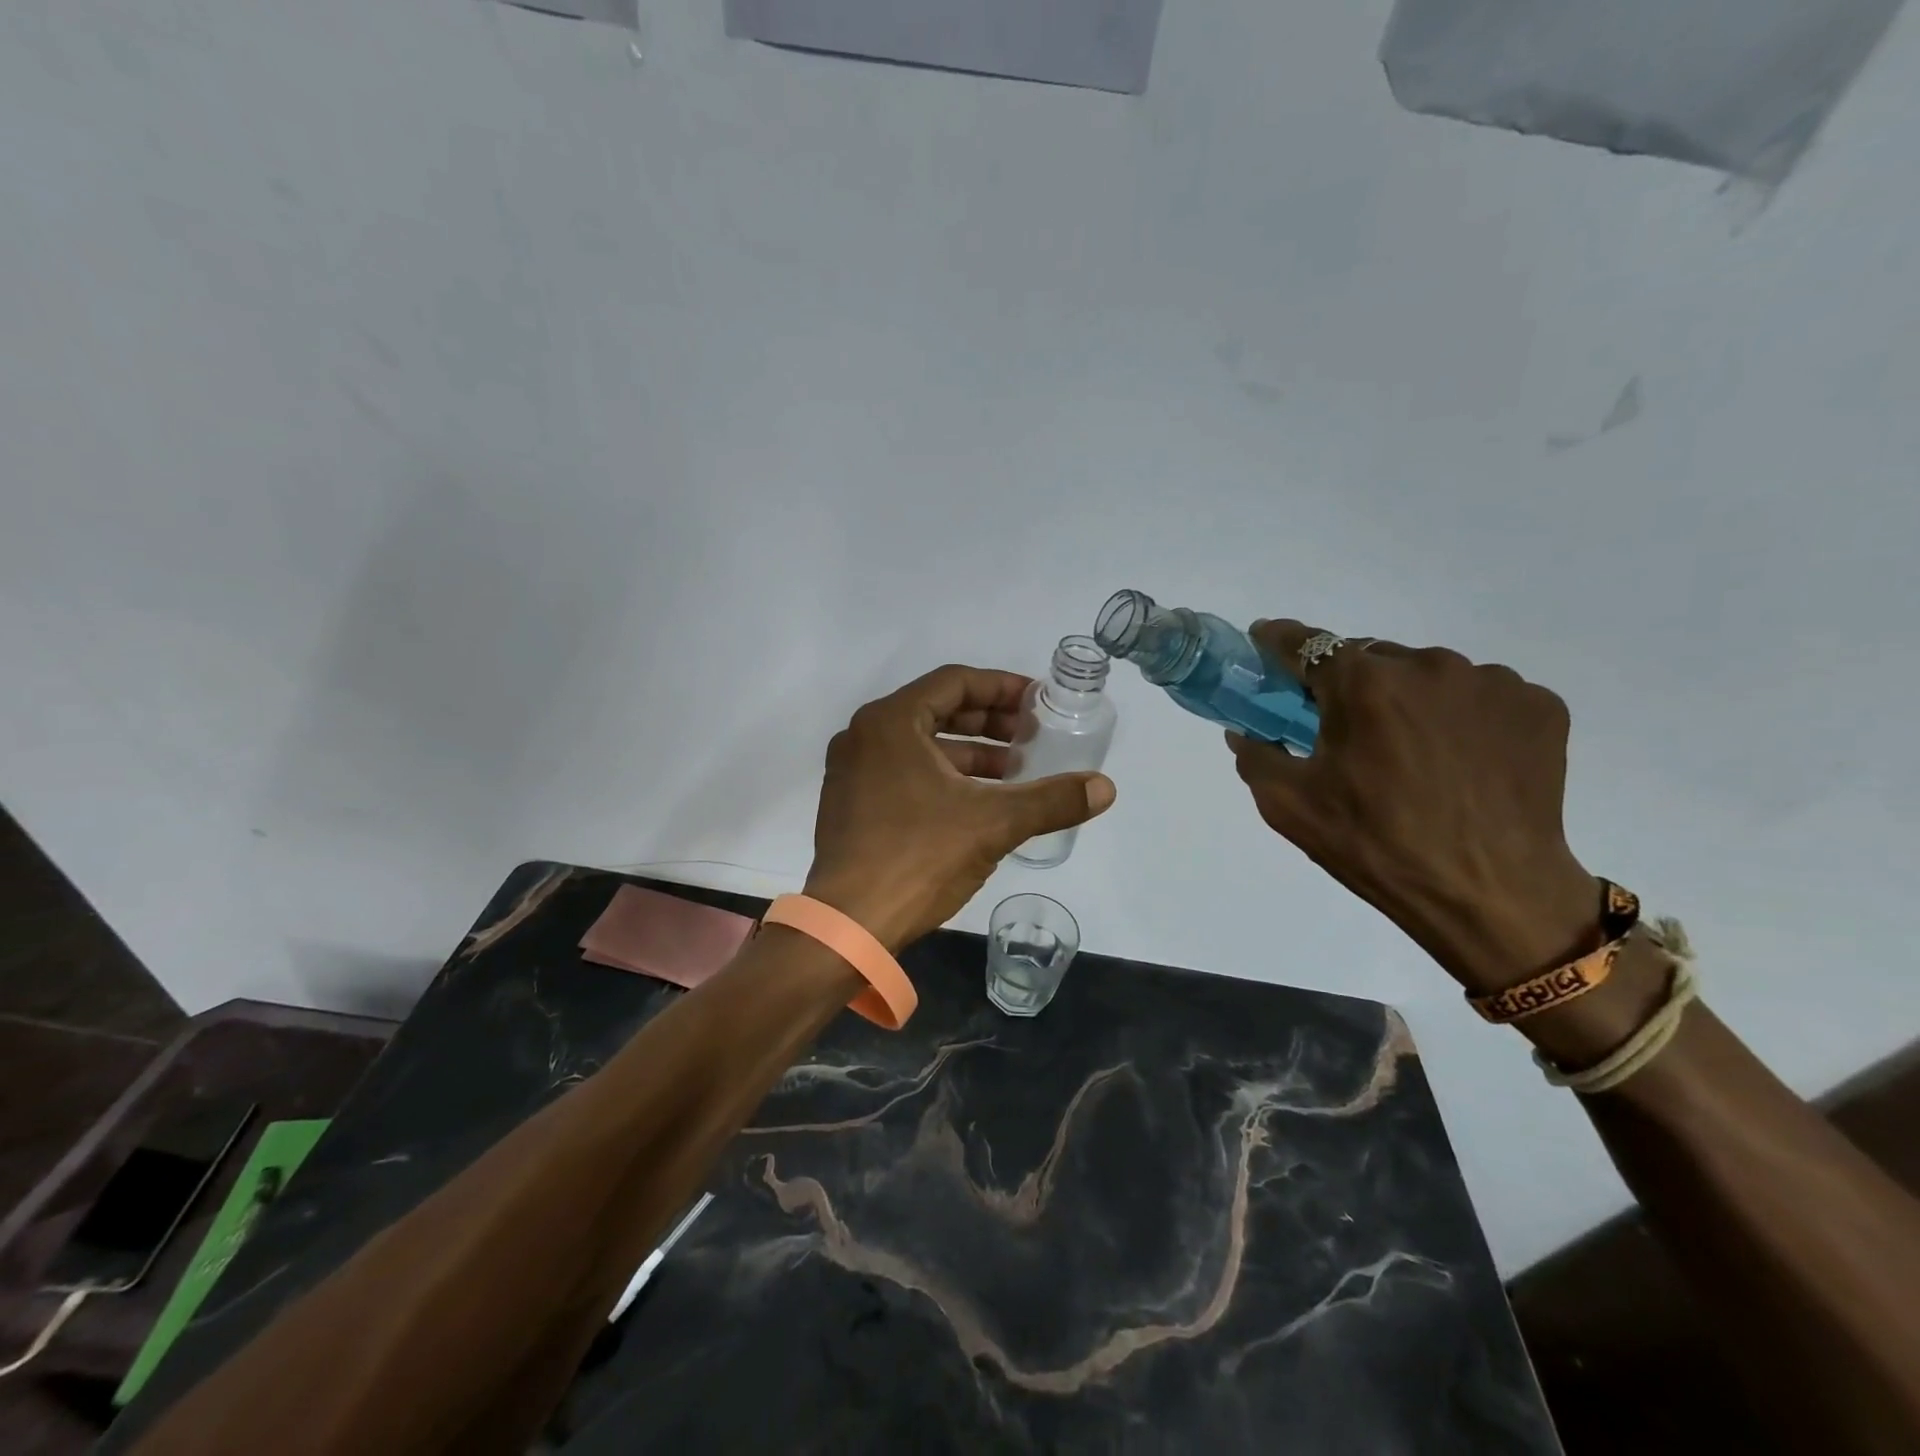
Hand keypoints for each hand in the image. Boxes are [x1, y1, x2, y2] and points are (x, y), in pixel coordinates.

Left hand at [804, 665, 1116, 951]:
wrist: (849, 924)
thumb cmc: (919, 857)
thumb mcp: (993, 823)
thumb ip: (1051, 800)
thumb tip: (1105, 788)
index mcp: (890, 722)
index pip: (955, 682)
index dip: (1002, 688)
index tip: (1038, 703)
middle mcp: (864, 735)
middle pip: (937, 710)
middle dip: (989, 722)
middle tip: (1031, 736)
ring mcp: (851, 770)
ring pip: (920, 744)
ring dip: (969, 752)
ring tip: (1014, 771)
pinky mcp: (849, 802)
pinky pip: (903, 770)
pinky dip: (942, 775)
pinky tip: (976, 800)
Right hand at [1227, 621, 1600, 992]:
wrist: (1490, 896)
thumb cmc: (1376, 846)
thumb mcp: (1288, 807)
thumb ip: (1256, 756)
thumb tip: (1245, 731)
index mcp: (1363, 684)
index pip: (1307, 643)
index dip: (1279, 641)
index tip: (1265, 643)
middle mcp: (1429, 665)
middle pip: (1370, 658)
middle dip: (1349, 685)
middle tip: (1344, 729)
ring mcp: (1491, 682)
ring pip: (1427, 674)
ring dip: (1407, 699)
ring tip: (1410, 753)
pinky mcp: (1537, 706)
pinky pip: (1478, 695)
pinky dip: (1459, 715)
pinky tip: (1459, 759)